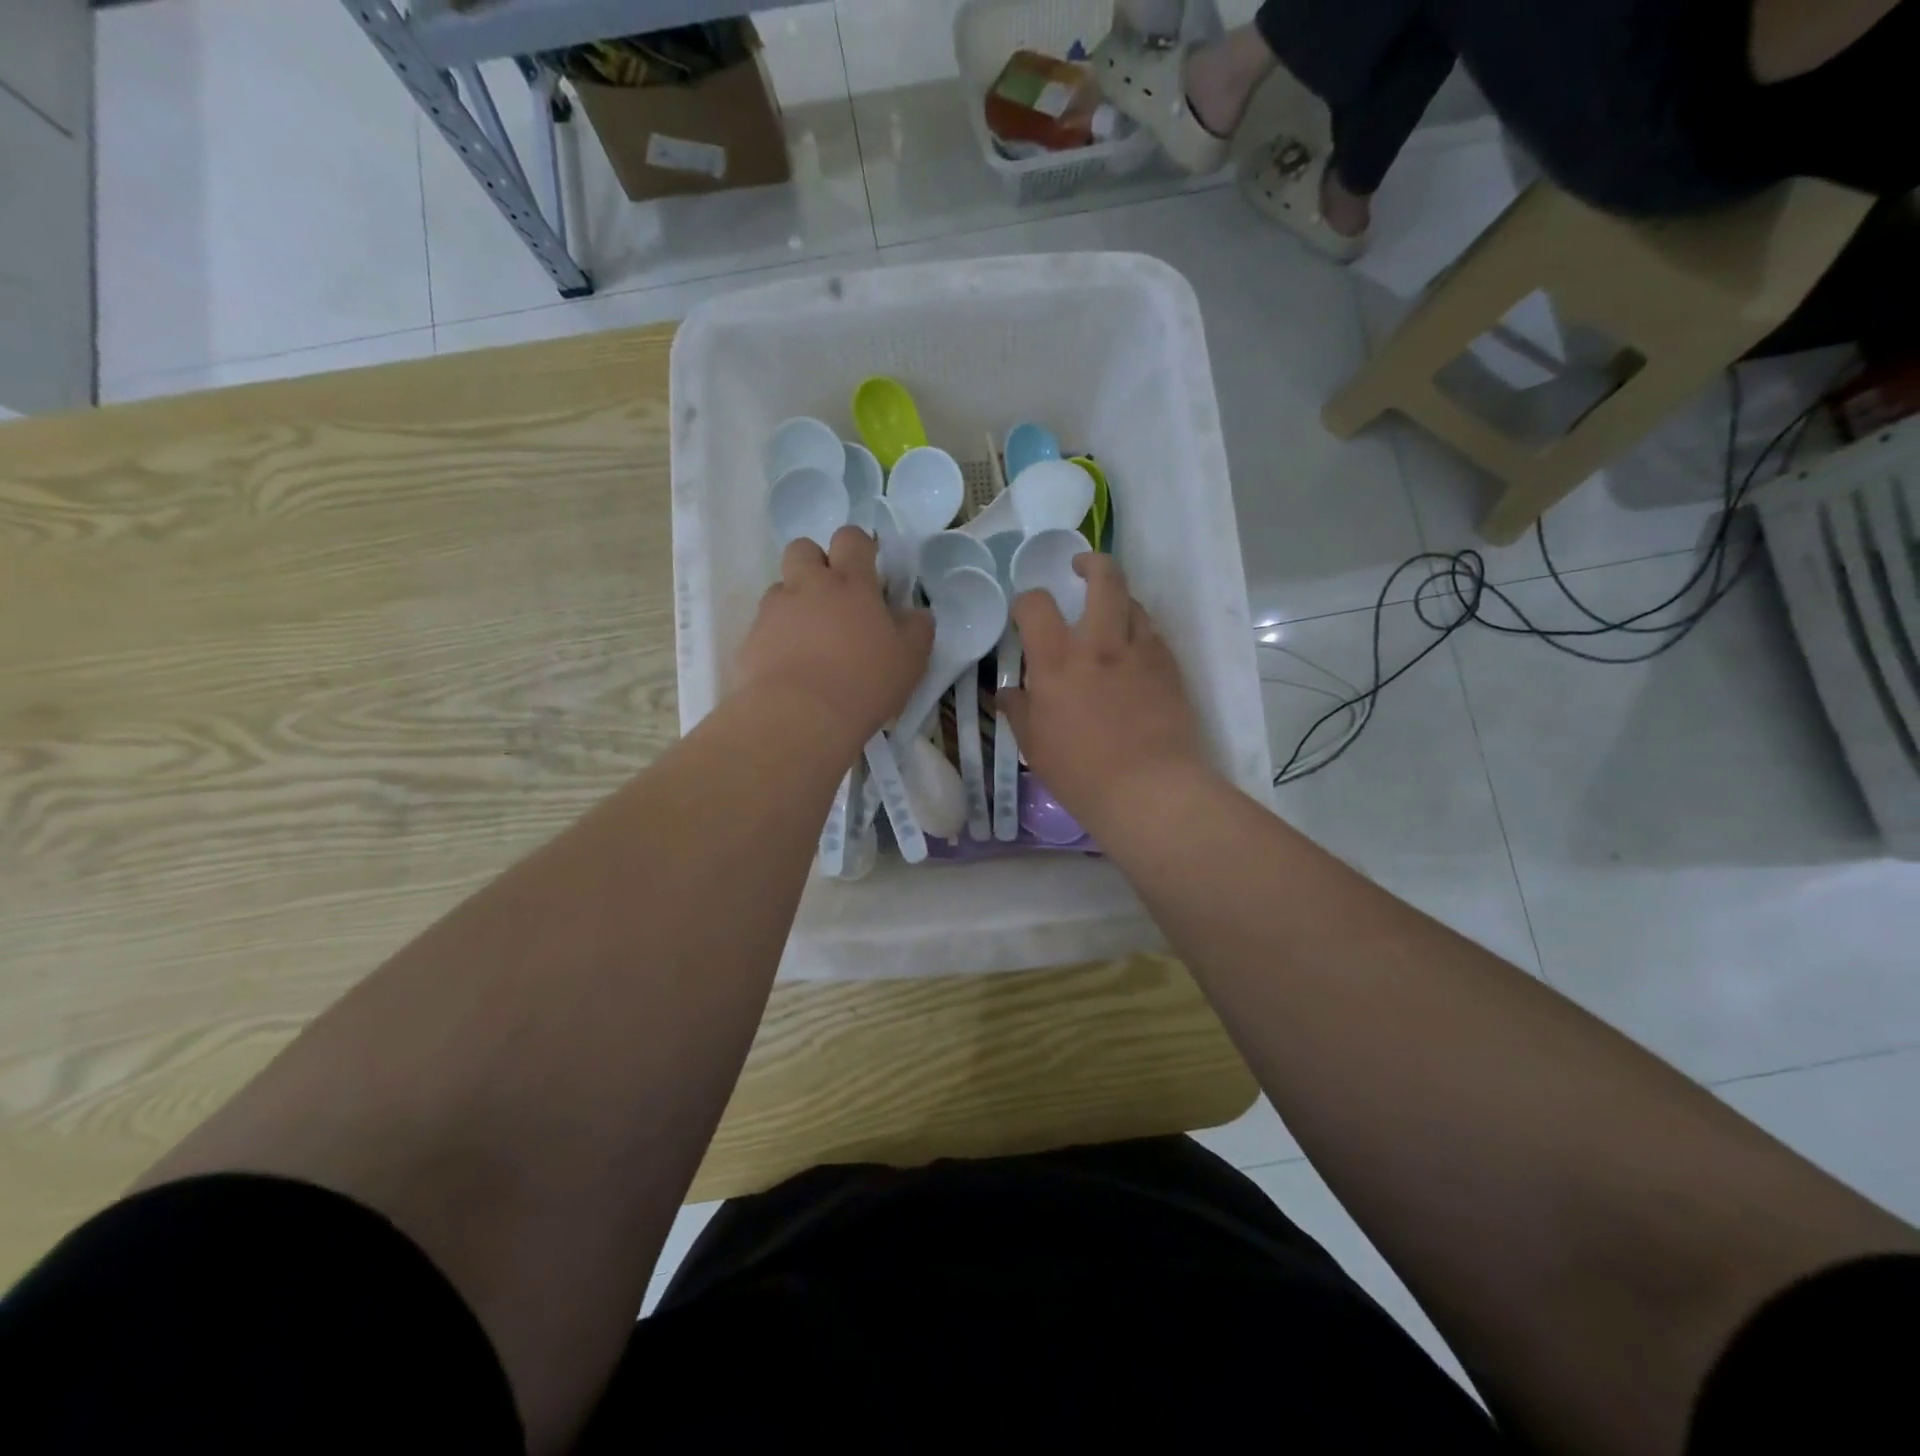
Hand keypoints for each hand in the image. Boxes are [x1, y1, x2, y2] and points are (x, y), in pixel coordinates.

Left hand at [735, 526, 932, 746]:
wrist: (800, 716)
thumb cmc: (864, 682)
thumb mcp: (910, 660)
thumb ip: (917, 630)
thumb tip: (918, 614)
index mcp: (851, 583)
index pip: (851, 539)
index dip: (858, 546)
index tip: (867, 567)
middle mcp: (809, 586)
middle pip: (803, 548)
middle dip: (815, 563)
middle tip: (832, 598)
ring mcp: (775, 611)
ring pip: (780, 588)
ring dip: (794, 603)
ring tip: (809, 639)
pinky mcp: (751, 639)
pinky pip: (764, 626)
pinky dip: (777, 638)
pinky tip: (790, 667)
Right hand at [1000, 553, 1209, 829]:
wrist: (1148, 789)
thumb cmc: (1081, 772)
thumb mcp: (1035, 746)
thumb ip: (1020, 711)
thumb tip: (1008, 693)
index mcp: (1057, 661)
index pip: (1035, 605)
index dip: (1026, 601)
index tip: (1025, 613)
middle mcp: (1100, 644)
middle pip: (1103, 579)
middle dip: (1091, 562)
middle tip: (1080, 568)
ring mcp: (1140, 652)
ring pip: (1134, 603)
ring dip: (1119, 599)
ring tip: (1110, 613)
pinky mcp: (1170, 668)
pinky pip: (1154, 635)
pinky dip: (1140, 633)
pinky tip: (1134, 653)